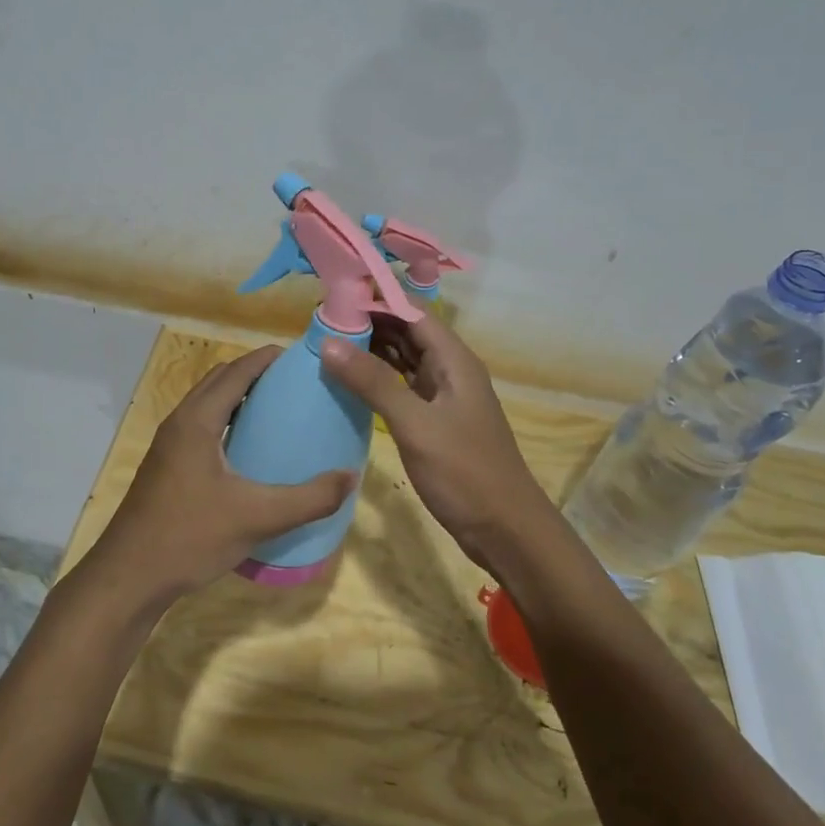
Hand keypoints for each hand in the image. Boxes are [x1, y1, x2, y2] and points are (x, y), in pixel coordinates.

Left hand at [85, 346, 355, 607]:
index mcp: (197, 420)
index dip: (267, 359)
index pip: (236, 371)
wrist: (129, 577)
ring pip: (207, 404)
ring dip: (238, 397)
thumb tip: (351, 477)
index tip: (301, 357)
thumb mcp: (258, 518)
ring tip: (278, 411)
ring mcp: (168, 445)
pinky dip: (227, 421)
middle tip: (295, 384)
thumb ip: (309, 498)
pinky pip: (201, 426)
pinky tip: (250, 451)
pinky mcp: (166, 466)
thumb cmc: (190, 537)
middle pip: (219, 380)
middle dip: (255, 373)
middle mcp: (179, 422)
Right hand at [320, 314, 554, 569]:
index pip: (412, 311)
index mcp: (454, 360)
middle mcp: (449, 369)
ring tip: (327, 342)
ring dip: (371, 349)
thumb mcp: (415, 424)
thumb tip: (329, 342)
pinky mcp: (433, 419)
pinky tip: (349, 380)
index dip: (376, 298)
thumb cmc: (464, 472)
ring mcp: (442, 395)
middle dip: (368, 321)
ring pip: (403, 358)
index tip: (333, 296)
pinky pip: (401, 386)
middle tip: (320, 320)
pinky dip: (377, 378)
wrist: (504, 529)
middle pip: (406, 331)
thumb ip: (373, 382)